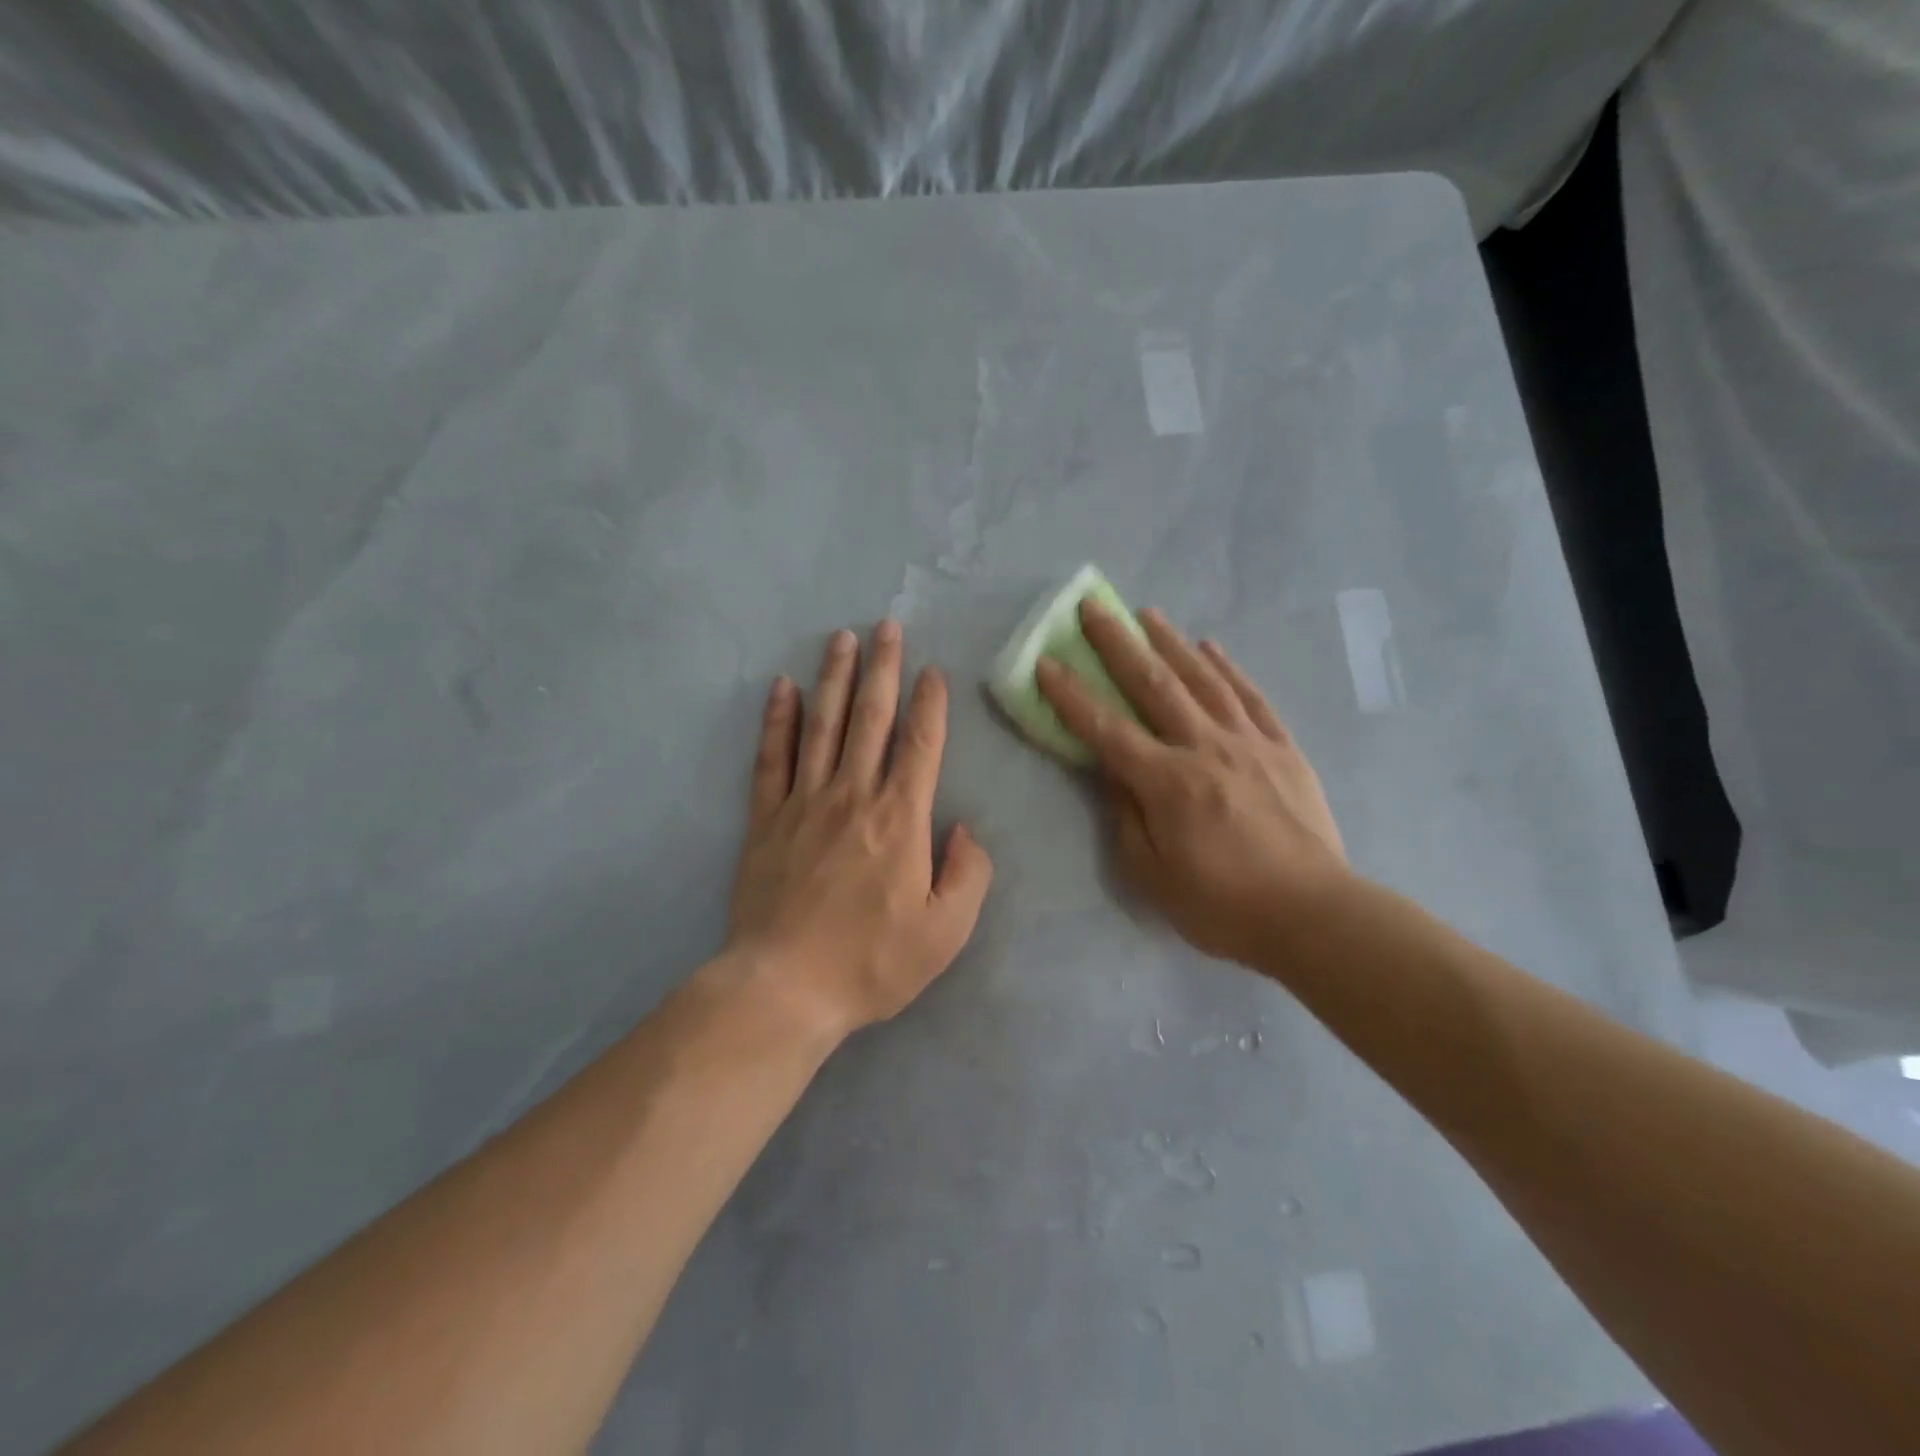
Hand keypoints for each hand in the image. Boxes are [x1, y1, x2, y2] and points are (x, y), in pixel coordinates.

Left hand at [724, 621, 993, 1040]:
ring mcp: (804, 803)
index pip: (921, 745)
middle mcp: (853, 795)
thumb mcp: (946, 932)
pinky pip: (772, 758)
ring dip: (834, 678)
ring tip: (841, 639)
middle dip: (882, 669)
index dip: (931, 704)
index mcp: (900, 818)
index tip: (933, 671)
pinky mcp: (766, 819)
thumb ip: (968, 874)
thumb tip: (964, 828)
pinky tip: (781, 688)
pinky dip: (777, 720)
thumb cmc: (872, 962)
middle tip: (885, 626)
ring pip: (822, 725)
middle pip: (871, 718)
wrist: (785, 987)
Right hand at [1036, 603, 1349, 968]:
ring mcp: (1249, 744)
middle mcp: (1205, 749)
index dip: (1071, 695)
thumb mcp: (1153, 876)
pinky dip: (1228, 668)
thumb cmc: (1223, 906)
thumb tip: (1112, 773)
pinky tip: (1211, 647)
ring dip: (1171, 642)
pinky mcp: (1283, 749)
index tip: (1046, 663)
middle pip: (1154, 685)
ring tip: (1146, 613)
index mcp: (1167, 783)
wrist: (1313, 916)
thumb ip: (1126, 818)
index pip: (1106, 729)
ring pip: (1203, 680)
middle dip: (1118, 643)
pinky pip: (1250, 698)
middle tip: (1093, 607)